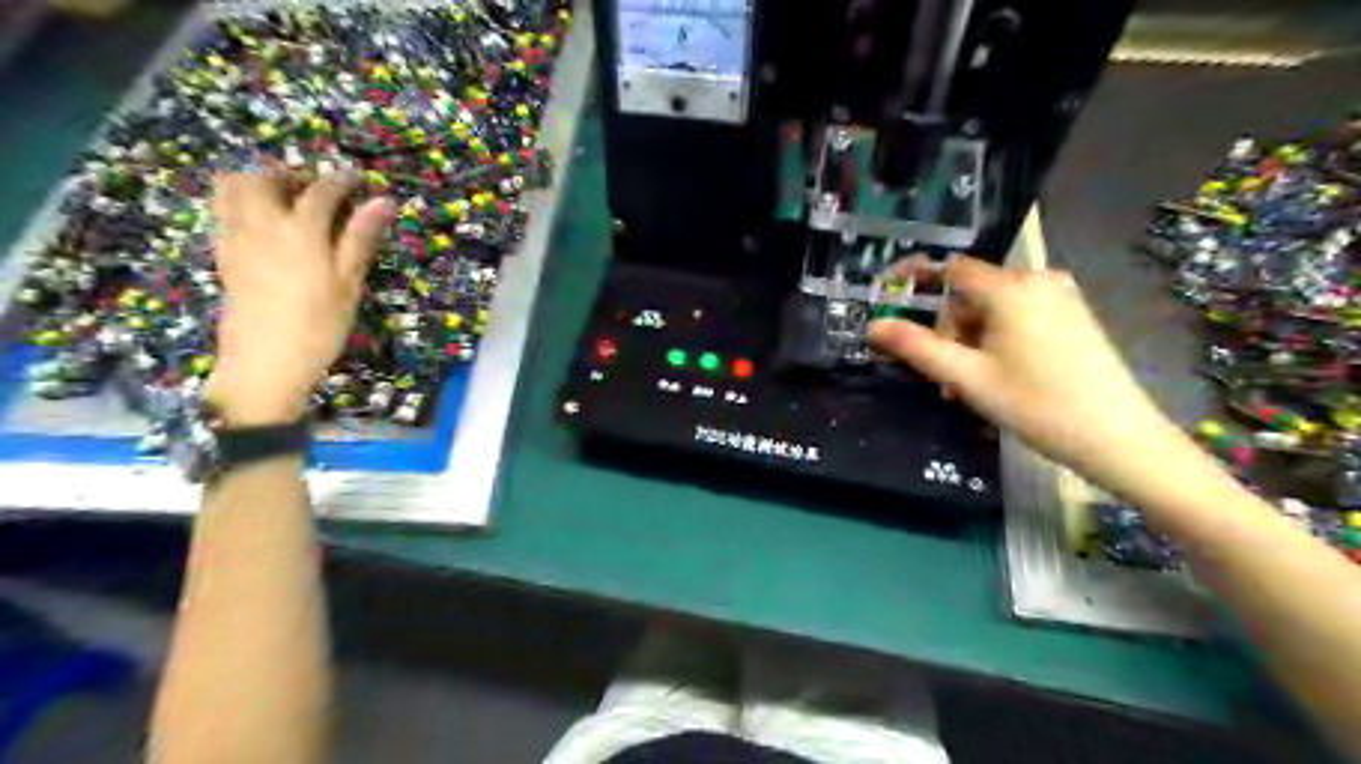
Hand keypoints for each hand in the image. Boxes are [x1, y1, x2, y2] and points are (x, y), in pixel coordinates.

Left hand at [206, 168, 389, 426]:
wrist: (265, 363)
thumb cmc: (319, 326)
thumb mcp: (348, 283)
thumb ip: (360, 238)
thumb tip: (383, 202)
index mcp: (300, 231)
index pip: (320, 191)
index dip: (340, 180)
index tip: (357, 177)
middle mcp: (261, 226)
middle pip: (263, 179)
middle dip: (289, 175)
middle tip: (315, 189)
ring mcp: (236, 240)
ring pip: (232, 190)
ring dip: (257, 183)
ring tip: (285, 201)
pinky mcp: (223, 258)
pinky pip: (224, 214)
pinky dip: (241, 205)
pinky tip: (265, 226)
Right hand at [871, 257, 1192, 494]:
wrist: (1118, 438)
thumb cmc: (1037, 405)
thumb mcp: (967, 378)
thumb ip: (917, 348)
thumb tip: (873, 326)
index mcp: (1010, 289)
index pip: (951, 268)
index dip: (917, 279)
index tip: (892, 301)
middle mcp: (1038, 280)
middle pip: (970, 294)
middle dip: (950, 331)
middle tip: (946, 378)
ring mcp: (1060, 297)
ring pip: (993, 309)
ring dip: (971, 342)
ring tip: (972, 386)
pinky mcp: (1073, 315)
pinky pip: (1018, 316)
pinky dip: (997, 340)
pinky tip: (1000, 376)